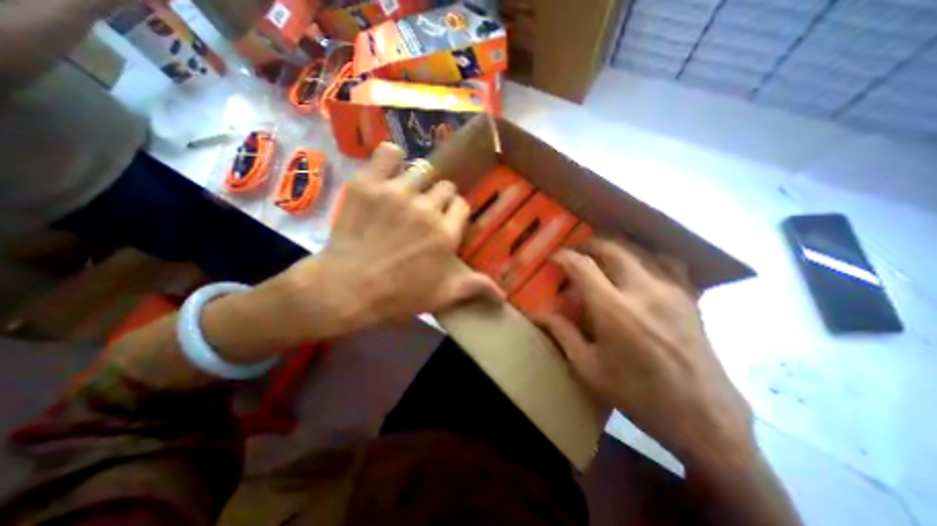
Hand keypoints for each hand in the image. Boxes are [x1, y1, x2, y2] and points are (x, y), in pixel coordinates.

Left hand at [277, 143, 505, 341]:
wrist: (347, 289)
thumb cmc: (398, 295)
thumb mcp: (443, 295)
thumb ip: (475, 288)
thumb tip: (504, 297)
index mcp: (446, 232)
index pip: (462, 205)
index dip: (454, 213)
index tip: (445, 222)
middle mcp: (427, 208)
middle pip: (444, 187)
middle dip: (438, 199)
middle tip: (423, 214)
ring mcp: (397, 192)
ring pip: (421, 171)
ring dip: (418, 182)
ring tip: (406, 196)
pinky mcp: (369, 184)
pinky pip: (387, 153)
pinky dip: (391, 158)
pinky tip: (390, 170)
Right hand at [535, 239, 750, 471]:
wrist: (704, 417)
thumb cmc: (638, 395)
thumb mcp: (588, 369)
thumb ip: (562, 333)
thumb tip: (538, 313)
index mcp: (613, 309)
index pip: (582, 266)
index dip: (564, 256)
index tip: (554, 257)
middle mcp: (642, 290)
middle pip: (611, 248)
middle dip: (588, 245)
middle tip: (576, 252)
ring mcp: (671, 289)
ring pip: (639, 249)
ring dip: (615, 246)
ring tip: (601, 255)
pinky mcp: (689, 295)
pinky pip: (667, 260)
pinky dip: (646, 255)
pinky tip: (639, 265)